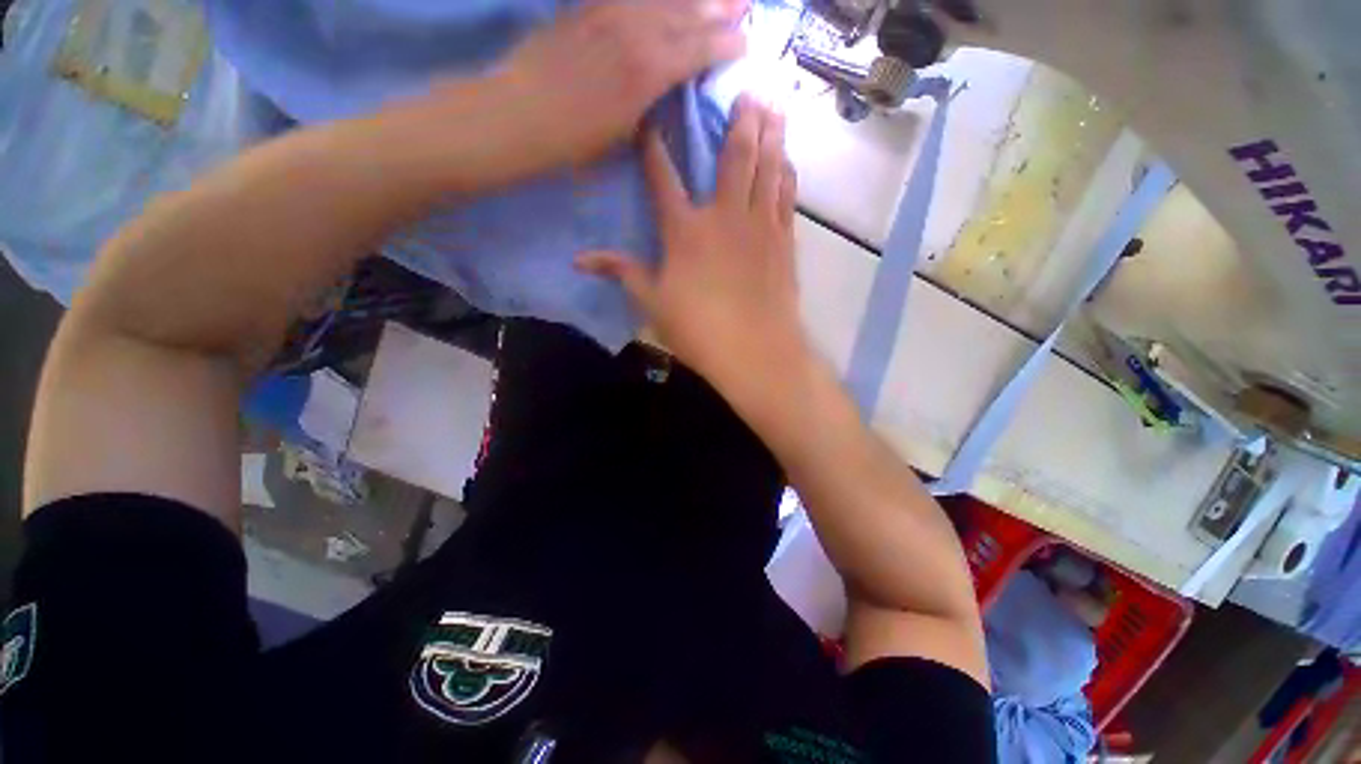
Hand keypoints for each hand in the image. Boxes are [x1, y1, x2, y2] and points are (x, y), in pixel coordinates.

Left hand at [491, 0, 746, 168]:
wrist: (520, 112)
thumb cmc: (575, 139)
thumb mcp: (624, 135)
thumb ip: (650, 105)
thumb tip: (664, 89)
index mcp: (650, 71)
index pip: (699, 49)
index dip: (725, 45)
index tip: (744, 43)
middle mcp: (637, 31)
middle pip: (688, 13)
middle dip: (719, 9)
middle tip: (743, 5)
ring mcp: (611, 12)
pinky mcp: (589, 7)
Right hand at [578, 97, 803, 383]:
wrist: (755, 350)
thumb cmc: (699, 330)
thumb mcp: (653, 304)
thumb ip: (623, 273)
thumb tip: (580, 260)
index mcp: (685, 231)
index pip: (663, 178)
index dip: (655, 147)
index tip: (652, 121)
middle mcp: (724, 216)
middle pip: (733, 157)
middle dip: (739, 121)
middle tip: (748, 90)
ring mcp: (758, 226)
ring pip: (766, 168)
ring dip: (770, 135)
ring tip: (775, 107)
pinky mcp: (783, 241)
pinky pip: (786, 196)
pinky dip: (786, 173)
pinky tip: (787, 159)